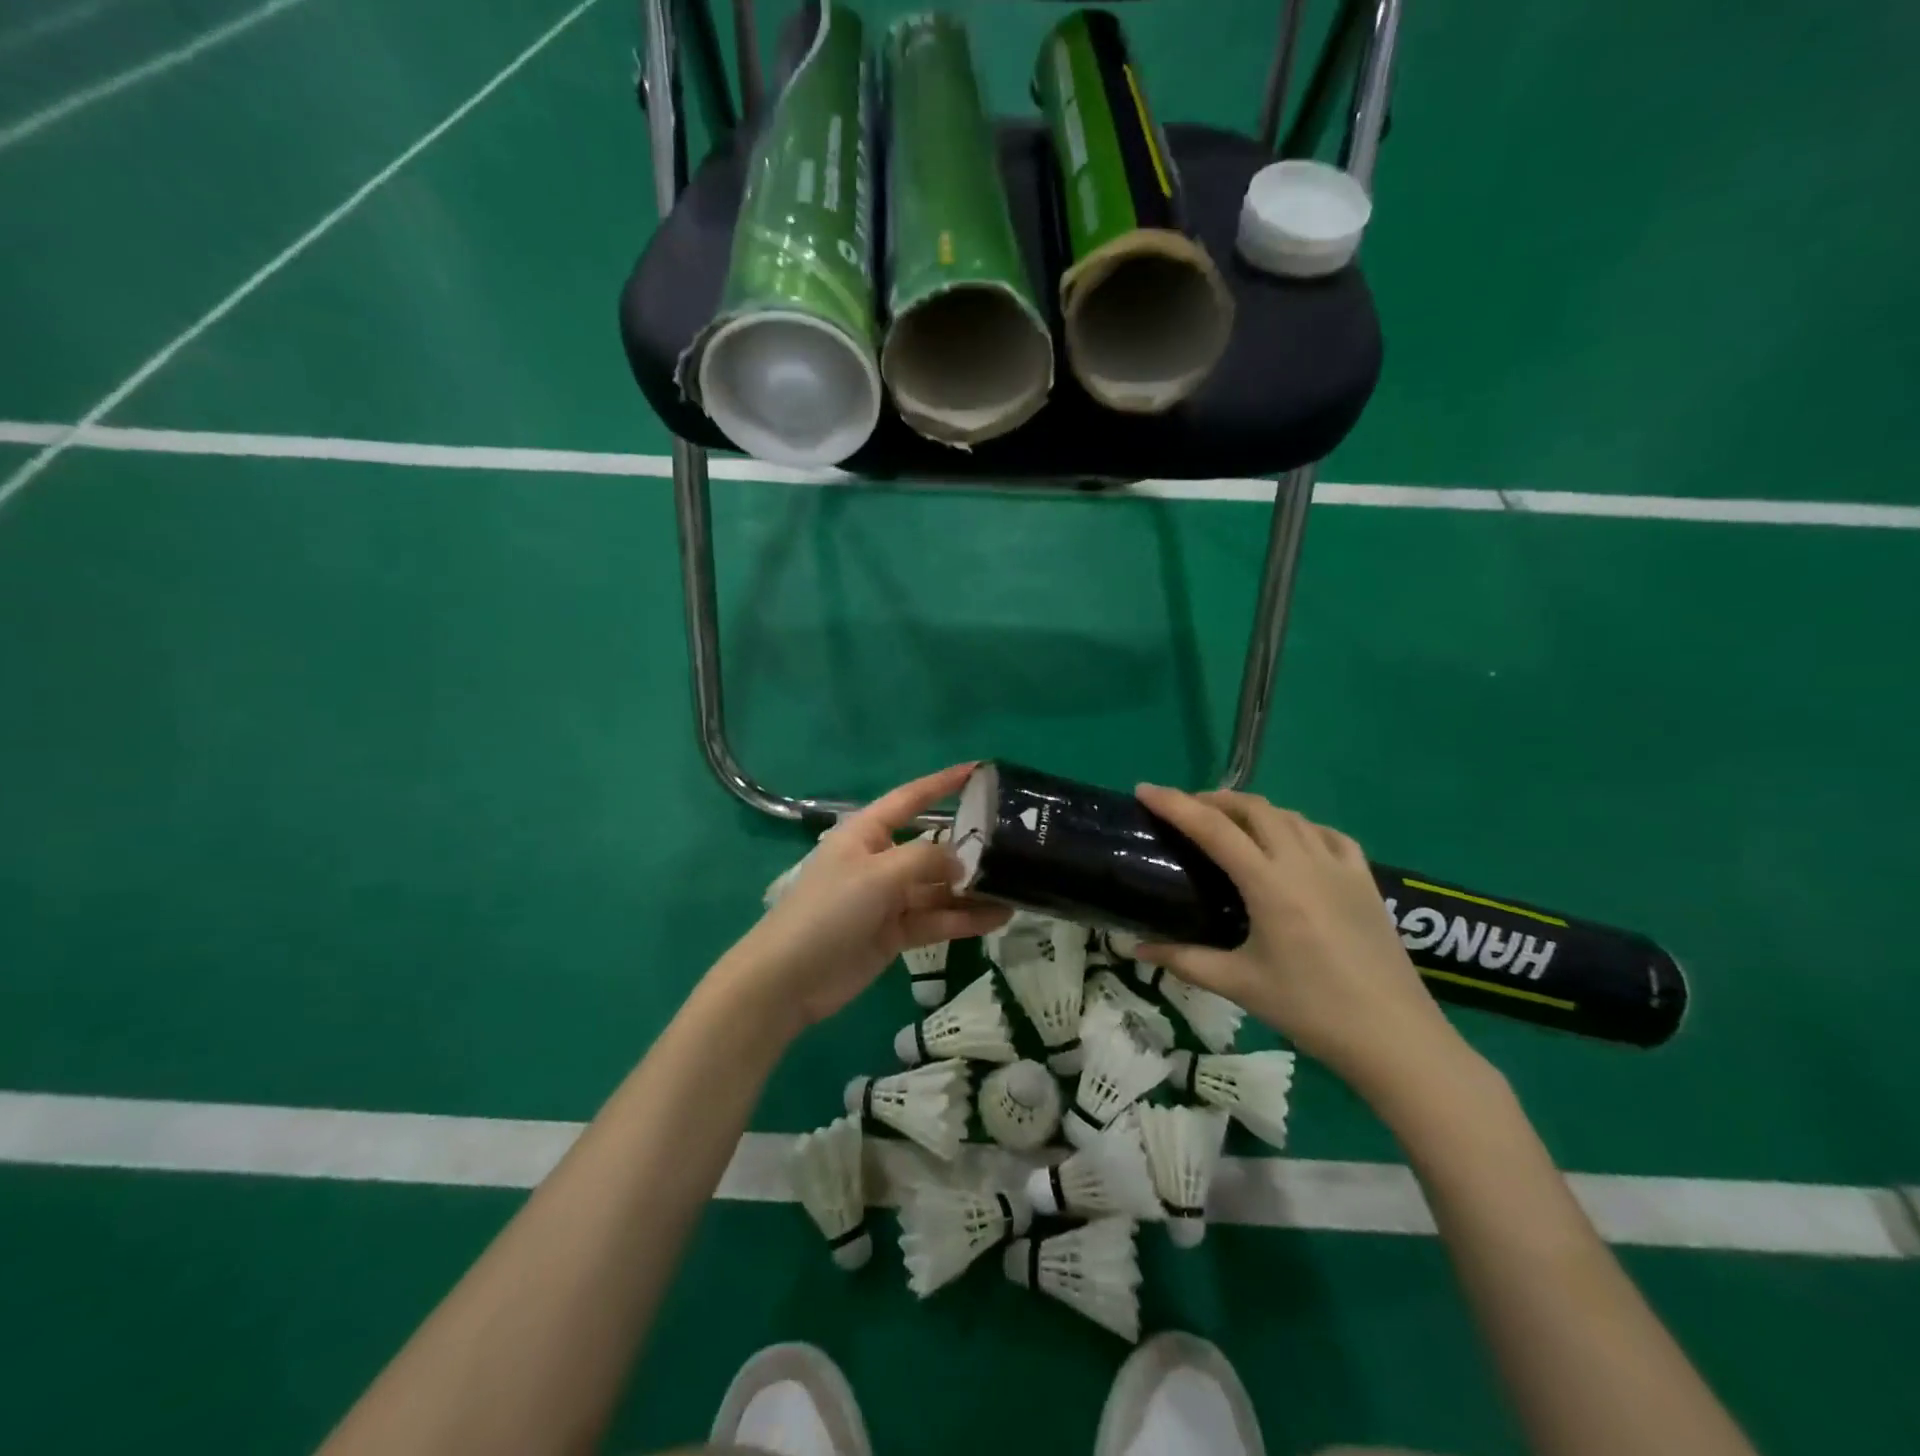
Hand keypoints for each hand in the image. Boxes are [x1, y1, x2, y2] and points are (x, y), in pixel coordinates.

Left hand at [726, 764, 1011, 1029]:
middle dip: (968, 848)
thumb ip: (925, 860)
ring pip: (938, 888)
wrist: (789, 978)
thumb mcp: (878, 874)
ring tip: (1016, 888)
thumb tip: (960, 859)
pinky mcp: (895, 932)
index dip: (942, 783)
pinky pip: (936, 919)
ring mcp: (888, 898)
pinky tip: (997, 918)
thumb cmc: (829, 910)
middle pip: (931, 847)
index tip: (978, 771)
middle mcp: (880, 860)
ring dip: (972, 890)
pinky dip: (963, 919)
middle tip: (1014, 846)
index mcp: (867, 833)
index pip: (910, 798)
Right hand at [1133, 785, 1466, 1092]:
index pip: (1213, 828)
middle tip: (1184, 810)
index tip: (1145, 790)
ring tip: (1229, 823)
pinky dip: (1298, 826)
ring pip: (1290, 815)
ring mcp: (1340, 867)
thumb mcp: (1240, 985)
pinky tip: (1291, 841)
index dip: (1175, 804)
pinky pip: (1327, 834)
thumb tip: (1136, 949)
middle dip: (1213, 799)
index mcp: (1269, 885)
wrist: (1396, 1038)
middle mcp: (1304, 862)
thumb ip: (1184, 960)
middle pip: (1253, 808)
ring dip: (1252, 809)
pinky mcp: (1365, 879)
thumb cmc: (1311, 1010)